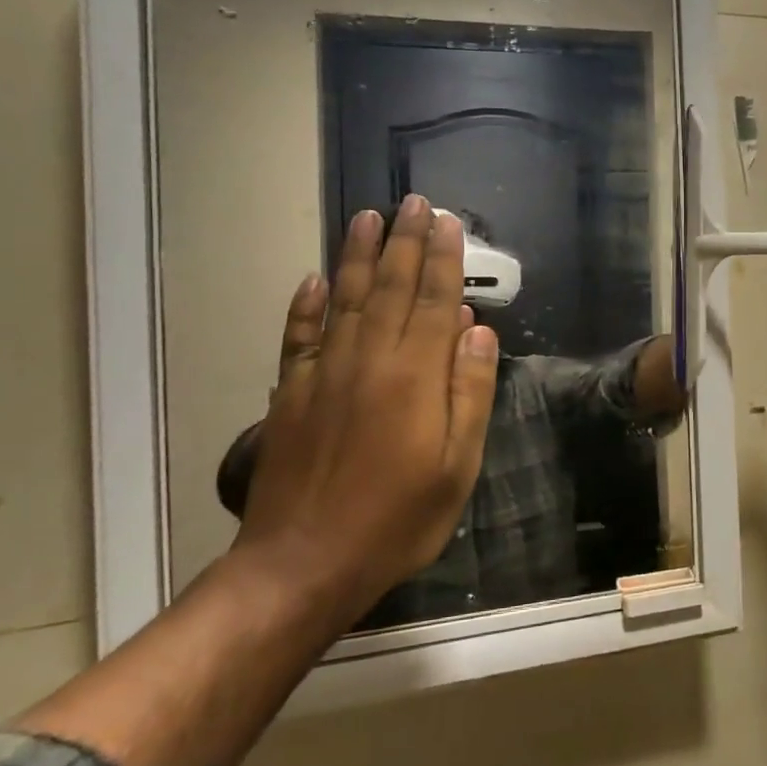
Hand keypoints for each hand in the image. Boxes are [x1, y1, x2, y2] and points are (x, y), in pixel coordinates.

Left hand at [233, 198, 499, 625]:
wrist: (304, 563)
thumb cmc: (397, 519)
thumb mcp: (457, 465)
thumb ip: (469, 393)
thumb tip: (476, 331)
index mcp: (414, 376)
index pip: (434, 300)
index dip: (444, 258)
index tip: (447, 221)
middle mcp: (368, 360)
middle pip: (390, 287)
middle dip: (405, 241)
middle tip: (412, 202)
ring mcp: (323, 374)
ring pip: (344, 299)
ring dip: (358, 256)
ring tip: (367, 217)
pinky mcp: (290, 394)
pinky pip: (299, 336)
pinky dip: (306, 305)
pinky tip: (314, 280)